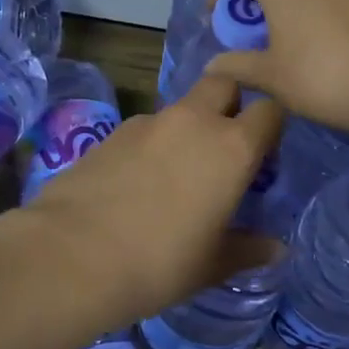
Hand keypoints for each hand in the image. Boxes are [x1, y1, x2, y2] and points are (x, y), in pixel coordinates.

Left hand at [19, 75, 285, 323]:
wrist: (72, 255)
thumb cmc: (160, 263)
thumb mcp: (212, 264)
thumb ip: (248, 249)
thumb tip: (277, 249)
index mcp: (232, 148)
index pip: (270, 111)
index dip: (271, 128)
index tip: (264, 156)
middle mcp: (194, 121)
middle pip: (224, 84)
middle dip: (230, 103)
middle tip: (224, 146)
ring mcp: (149, 122)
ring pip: (182, 108)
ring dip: (188, 128)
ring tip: (176, 174)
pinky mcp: (112, 132)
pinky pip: (147, 129)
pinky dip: (152, 145)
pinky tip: (137, 183)